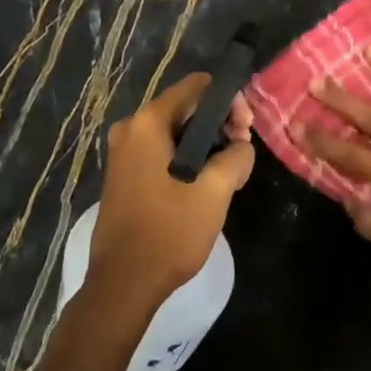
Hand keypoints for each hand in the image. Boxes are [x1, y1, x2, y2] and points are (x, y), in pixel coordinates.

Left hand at [88, 74, 254, 313]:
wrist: (124, 283)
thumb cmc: (169, 233)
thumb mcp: (215, 191)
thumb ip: (237, 156)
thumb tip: (241, 145)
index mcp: (148, 123)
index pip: (197, 87)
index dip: (229, 100)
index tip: (246, 130)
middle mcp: (130, 129)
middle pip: (186, 108)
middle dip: (220, 124)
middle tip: (242, 154)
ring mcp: (124, 153)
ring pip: (176, 132)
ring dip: (206, 145)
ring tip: (230, 173)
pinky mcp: (125, 175)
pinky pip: (163, 151)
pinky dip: (187, 158)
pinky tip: (206, 185)